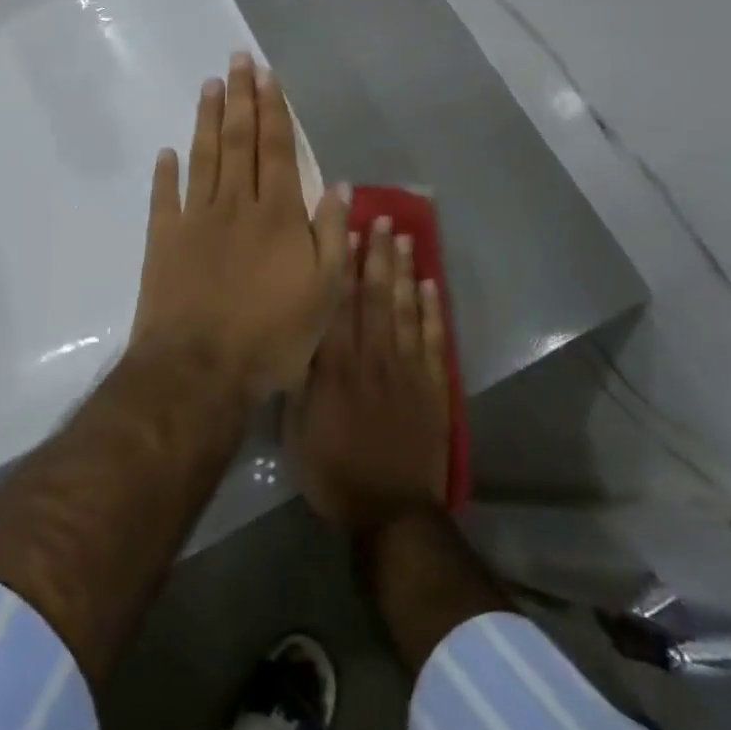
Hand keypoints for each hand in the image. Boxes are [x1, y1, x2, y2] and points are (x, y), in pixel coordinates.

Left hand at [129, 54, 348, 401]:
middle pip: (238, 141)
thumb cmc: (271, 336)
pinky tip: (167, 152)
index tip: (268, 75)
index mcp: (277, 215)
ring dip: (206, 120)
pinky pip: (165, 198)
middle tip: (237, 59)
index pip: (276, 149)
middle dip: (240, 97)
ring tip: (209, 85)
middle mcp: (235, 205)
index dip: (273, 110)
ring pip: (203, 158)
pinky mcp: (163, 240)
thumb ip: (331, 234)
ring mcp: (195, 220)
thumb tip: (339, 185)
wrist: (200, 369)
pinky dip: (166, 173)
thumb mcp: (324, 293)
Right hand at [285, 216, 449, 530]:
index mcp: (337, 365)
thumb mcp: (297, 426)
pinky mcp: (433, 386)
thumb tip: (298, 334)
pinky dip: (433, 309)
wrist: (390, 512)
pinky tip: (429, 284)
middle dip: (378, 254)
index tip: (348, 229)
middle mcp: (373, 356)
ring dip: (405, 271)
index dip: (343, 263)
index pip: (340, 302)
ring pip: (406, 309)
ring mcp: (408, 369)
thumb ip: (300, 377)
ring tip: (405, 237)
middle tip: (383, 218)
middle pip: (376, 295)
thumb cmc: (333, 470)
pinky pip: (434, 339)